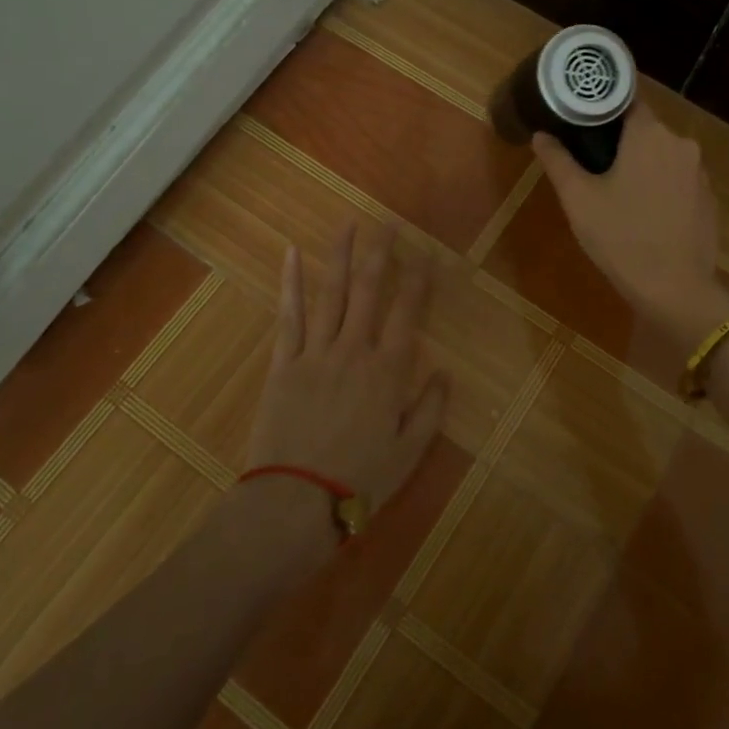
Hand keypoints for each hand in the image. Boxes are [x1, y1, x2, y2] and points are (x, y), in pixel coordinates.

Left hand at [245, 222, 448, 521]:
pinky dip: (291, 283)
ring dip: (340, 255)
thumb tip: (445, 372)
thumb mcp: (409, 452)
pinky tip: (292, 254)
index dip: (418, 278)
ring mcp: (315, 352)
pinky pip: (288, 316)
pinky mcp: (283, 363)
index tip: (425, 252)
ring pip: (331, 293)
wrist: (295, 504)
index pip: (408, 312)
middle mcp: (354, 350)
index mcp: (388, 371)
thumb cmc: (359, 481)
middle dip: (381, 253)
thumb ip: (430, 409)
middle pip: (369, 290)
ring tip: (349, 224)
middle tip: (388, 224)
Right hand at [533, 101, 728, 348]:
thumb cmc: (621, 237)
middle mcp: (681, 144)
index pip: (627, 100)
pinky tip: (645, 214)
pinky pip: (679, 181)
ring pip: (663, 156)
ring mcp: (700, 173)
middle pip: (645, 129)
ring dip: (643, 166)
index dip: (604, 106)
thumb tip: (541, 134)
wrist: (674, 289)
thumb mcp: (578, 199)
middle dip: (621, 141)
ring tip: (617, 192)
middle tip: (592, 164)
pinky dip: (661, 187)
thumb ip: (558, 160)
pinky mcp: (709, 199)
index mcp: (649, 134)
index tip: (583, 119)